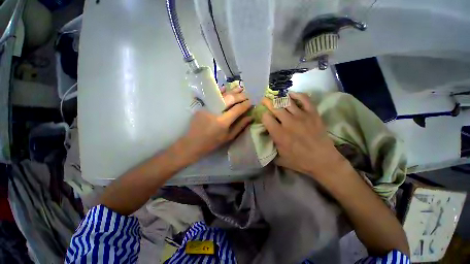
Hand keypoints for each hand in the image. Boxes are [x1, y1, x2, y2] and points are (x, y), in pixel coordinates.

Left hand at [177, 86, 252, 163]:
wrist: (193, 142)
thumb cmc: (213, 142)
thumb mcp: (228, 137)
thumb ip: (240, 126)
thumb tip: (250, 117)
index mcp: (223, 121)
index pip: (237, 109)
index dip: (245, 105)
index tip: (251, 102)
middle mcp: (216, 111)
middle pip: (230, 99)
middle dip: (240, 96)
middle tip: (247, 95)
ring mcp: (208, 107)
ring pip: (222, 95)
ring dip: (232, 91)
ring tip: (240, 88)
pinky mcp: (202, 106)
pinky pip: (213, 96)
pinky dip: (220, 92)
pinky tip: (225, 88)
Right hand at [261, 92, 347, 178]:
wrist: (323, 161)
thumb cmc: (300, 161)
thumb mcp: (279, 158)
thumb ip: (270, 147)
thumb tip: (265, 139)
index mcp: (279, 134)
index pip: (266, 118)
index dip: (263, 115)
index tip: (263, 116)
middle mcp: (288, 122)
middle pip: (275, 107)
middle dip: (267, 102)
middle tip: (264, 100)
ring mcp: (301, 116)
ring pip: (287, 101)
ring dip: (279, 98)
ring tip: (275, 97)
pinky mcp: (313, 114)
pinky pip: (304, 99)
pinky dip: (297, 94)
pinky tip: (291, 94)